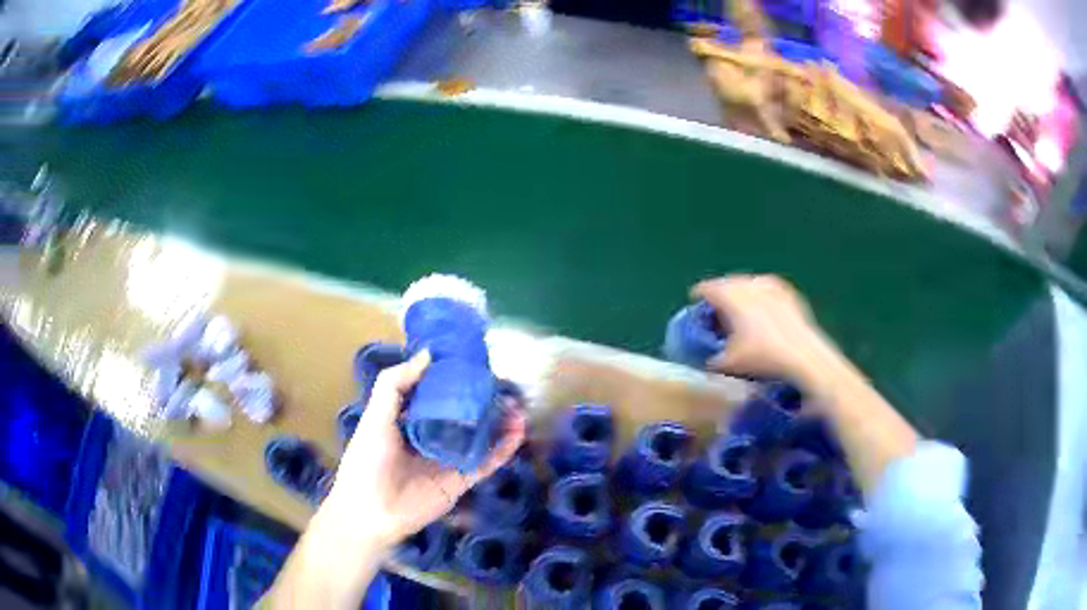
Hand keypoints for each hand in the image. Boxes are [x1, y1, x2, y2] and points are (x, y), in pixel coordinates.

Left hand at [326, 351, 526, 549]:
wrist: (371, 511)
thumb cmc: (368, 459)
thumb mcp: (376, 415)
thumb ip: (395, 383)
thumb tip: (428, 354)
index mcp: (407, 419)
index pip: (434, 393)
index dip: (452, 377)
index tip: (472, 360)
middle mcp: (430, 436)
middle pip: (461, 413)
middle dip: (481, 399)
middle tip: (502, 383)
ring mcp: (448, 459)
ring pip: (478, 437)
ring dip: (498, 422)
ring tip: (517, 406)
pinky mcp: (460, 481)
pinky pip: (485, 462)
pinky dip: (503, 449)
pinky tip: (517, 433)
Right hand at [692, 274, 835, 383]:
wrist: (802, 355)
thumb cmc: (762, 357)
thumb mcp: (730, 364)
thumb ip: (712, 360)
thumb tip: (707, 360)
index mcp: (731, 297)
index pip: (708, 288)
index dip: (699, 293)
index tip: (695, 300)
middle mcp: (749, 285)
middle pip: (728, 282)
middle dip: (720, 291)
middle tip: (716, 306)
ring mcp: (771, 287)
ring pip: (749, 282)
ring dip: (741, 290)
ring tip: (739, 304)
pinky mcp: (789, 293)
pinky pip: (768, 287)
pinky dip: (761, 293)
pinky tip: (763, 304)